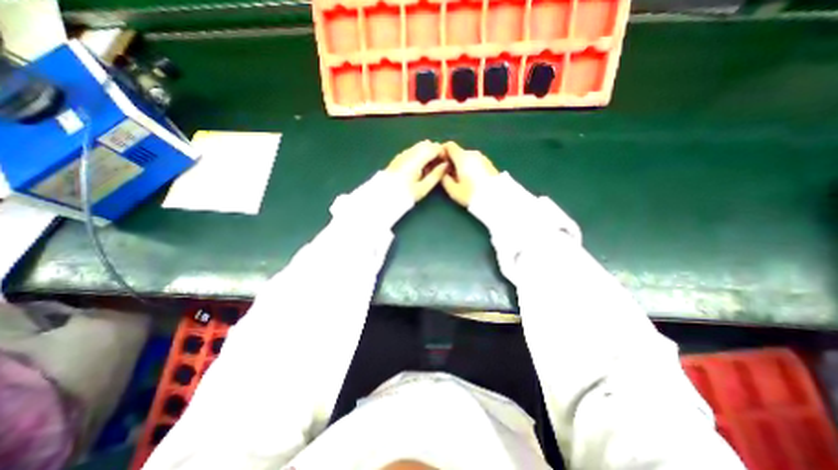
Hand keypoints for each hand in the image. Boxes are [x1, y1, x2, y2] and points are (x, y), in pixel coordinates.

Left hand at [388, 139, 452, 200]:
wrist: (384, 197)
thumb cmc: (406, 194)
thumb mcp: (423, 188)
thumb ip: (436, 175)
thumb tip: (445, 165)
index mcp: (416, 160)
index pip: (433, 148)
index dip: (442, 152)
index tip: (446, 161)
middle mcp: (409, 153)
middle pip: (426, 144)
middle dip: (435, 151)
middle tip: (439, 163)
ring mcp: (402, 154)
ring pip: (419, 146)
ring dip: (427, 152)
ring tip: (430, 167)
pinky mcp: (398, 158)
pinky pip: (412, 150)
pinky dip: (419, 154)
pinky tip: (419, 167)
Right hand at [439, 141, 495, 204]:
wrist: (496, 198)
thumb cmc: (471, 194)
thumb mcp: (453, 190)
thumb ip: (444, 179)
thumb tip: (442, 172)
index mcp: (462, 157)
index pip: (449, 145)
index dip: (442, 151)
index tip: (439, 162)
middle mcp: (472, 153)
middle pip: (458, 152)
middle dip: (451, 160)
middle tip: (448, 174)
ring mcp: (482, 158)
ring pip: (467, 157)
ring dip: (461, 164)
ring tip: (459, 178)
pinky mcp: (489, 164)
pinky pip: (475, 161)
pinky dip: (470, 166)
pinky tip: (470, 179)